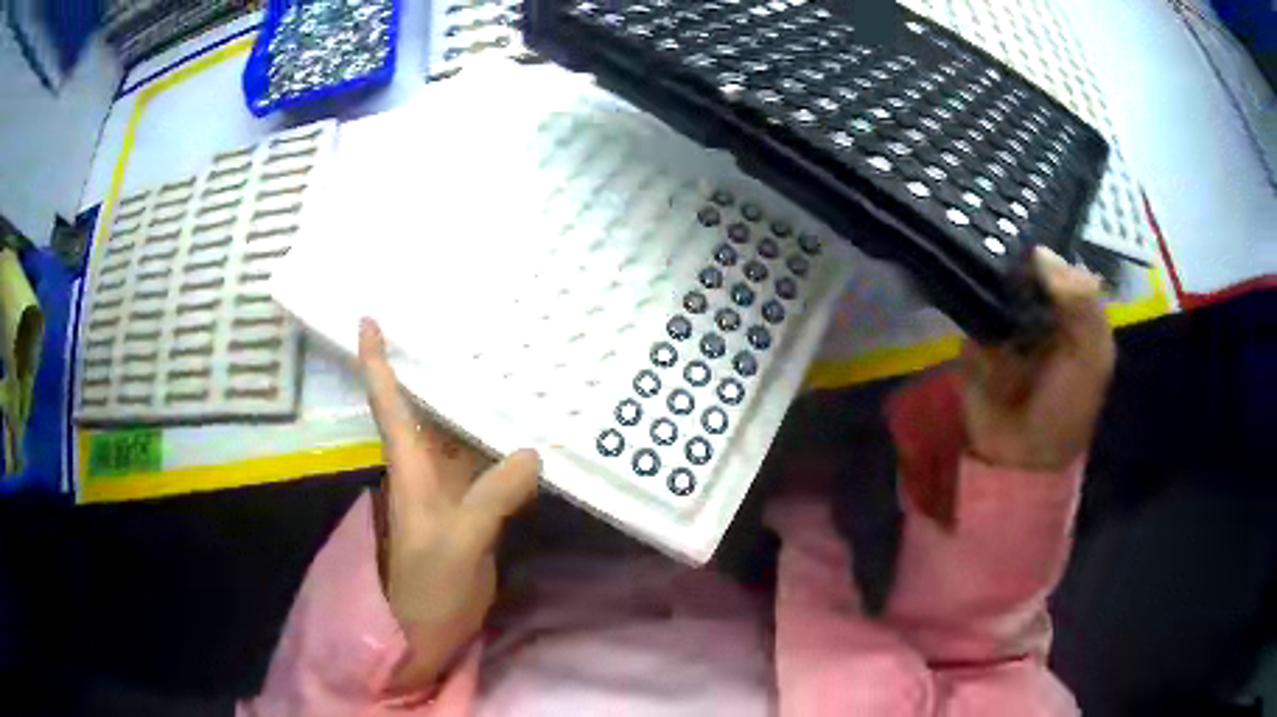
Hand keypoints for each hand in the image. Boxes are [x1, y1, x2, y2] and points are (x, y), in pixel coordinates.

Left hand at [358, 318, 538, 692]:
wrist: (429, 633)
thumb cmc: (426, 590)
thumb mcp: (456, 544)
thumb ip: (491, 498)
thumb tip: (532, 452)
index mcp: (410, 468)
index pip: (388, 403)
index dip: (375, 360)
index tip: (369, 317)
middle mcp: (427, 469)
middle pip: (428, 407)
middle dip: (439, 365)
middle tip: (471, 322)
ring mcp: (452, 490)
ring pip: (463, 434)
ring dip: (479, 402)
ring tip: (509, 362)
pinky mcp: (475, 509)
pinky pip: (489, 464)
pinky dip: (506, 444)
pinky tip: (531, 428)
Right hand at [961, 246, 1115, 470]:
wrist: (1019, 455)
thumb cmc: (1066, 407)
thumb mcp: (1091, 357)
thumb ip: (1081, 304)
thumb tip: (1041, 252)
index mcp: (1075, 310)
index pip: (1060, 262)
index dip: (1046, 246)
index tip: (1026, 227)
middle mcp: (1043, 307)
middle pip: (1026, 264)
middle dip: (1013, 247)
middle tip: (993, 223)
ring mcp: (1008, 318)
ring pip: (999, 276)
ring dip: (987, 259)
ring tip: (969, 230)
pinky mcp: (977, 331)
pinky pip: (973, 300)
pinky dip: (967, 283)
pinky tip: (957, 262)